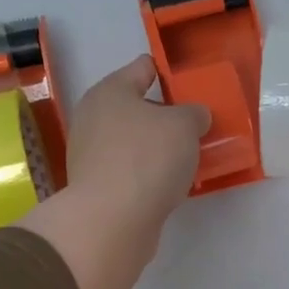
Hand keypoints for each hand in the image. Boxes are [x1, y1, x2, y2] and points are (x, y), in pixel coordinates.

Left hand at [63, 54, 208, 232]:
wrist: (112, 220)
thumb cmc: (147, 158)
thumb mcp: (185, 125)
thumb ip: (194, 114)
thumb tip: (192, 118)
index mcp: (110, 91)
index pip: (142, 68)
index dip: (168, 73)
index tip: (191, 84)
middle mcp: (93, 118)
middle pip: (137, 108)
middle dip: (165, 115)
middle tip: (196, 125)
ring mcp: (91, 155)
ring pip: (134, 142)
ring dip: (158, 147)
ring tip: (189, 157)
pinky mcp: (97, 187)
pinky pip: (131, 170)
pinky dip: (149, 173)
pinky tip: (171, 183)